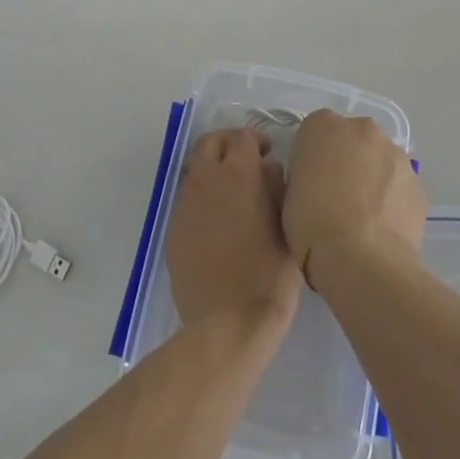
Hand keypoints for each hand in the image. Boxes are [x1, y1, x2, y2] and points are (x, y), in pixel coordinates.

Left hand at [166, 128, 300, 330]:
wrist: (228, 322)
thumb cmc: (268, 275)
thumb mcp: (286, 227)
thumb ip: (276, 188)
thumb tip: (268, 168)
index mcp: (238, 174)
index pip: (243, 137)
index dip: (258, 140)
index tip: (269, 153)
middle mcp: (206, 179)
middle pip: (211, 142)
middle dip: (229, 144)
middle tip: (247, 161)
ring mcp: (185, 203)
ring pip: (196, 168)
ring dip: (213, 168)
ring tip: (232, 191)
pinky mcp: (173, 227)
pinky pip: (187, 198)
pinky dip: (202, 196)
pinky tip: (217, 220)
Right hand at [282, 109, 426, 288]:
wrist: (360, 258)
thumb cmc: (311, 222)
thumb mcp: (288, 191)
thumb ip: (305, 173)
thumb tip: (318, 181)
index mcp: (322, 125)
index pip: (315, 130)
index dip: (313, 156)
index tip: (310, 180)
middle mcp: (362, 128)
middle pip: (353, 138)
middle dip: (348, 159)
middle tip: (337, 195)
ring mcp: (395, 153)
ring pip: (380, 159)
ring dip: (373, 177)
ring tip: (364, 216)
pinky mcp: (418, 182)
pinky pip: (400, 185)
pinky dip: (392, 198)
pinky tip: (383, 226)